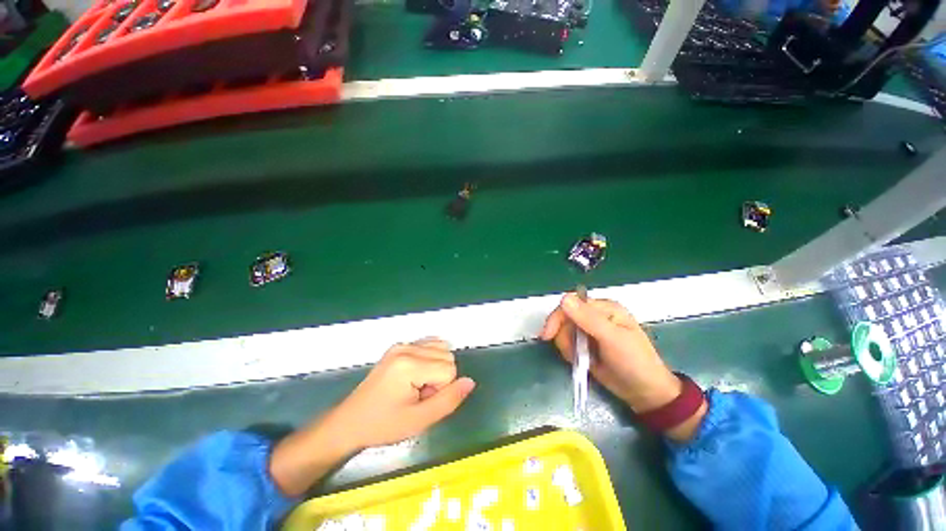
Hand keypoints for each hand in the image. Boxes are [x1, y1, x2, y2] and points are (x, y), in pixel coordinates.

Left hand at [328, 338, 476, 448]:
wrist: (351, 421)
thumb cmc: (383, 425)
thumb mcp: (419, 421)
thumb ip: (449, 400)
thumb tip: (470, 382)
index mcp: (409, 364)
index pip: (449, 370)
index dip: (441, 390)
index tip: (421, 402)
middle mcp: (406, 347)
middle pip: (447, 356)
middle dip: (439, 378)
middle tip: (417, 396)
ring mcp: (402, 344)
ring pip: (441, 349)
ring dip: (435, 368)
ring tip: (415, 386)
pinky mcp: (399, 346)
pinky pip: (430, 344)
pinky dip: (431, 358)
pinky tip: (417, 374)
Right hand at [541, 294, 705, 440]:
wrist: (644, 393)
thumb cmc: (634, 362)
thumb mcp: (612, 339)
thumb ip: (588, 319)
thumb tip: (564, 298)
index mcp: (604, 308)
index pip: (571, 304)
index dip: (557, 318)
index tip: (548, 335)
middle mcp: (595, 315)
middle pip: (564, 318)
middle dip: (565, 336)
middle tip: (571, 354)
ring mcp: (589, 331)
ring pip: (563, 332)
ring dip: (568, 347)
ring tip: (584, 359)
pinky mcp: (586, 345)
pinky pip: (567, 344)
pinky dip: (570, 353)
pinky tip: (583, 362)